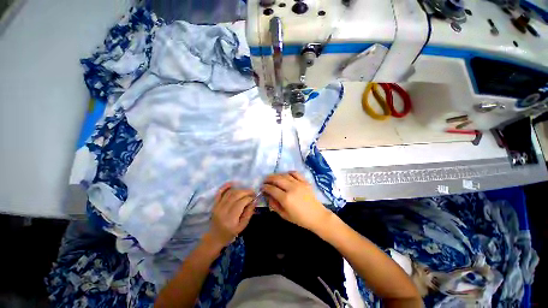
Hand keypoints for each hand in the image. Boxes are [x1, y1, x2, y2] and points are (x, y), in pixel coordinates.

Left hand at [205, 183, 255, 248]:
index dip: (249, 198)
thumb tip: (254, 201)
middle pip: (236, 195)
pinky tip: (233, 183)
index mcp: (231, 218)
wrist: (215, 237)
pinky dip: (225, 186)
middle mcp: (223, 210)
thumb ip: (249, 213)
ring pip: (230, 193)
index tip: (254, 198)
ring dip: (239, 189)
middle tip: (252, 192)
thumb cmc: (230, 233)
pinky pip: (219, 192)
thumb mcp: (242, 226)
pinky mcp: (214, 204)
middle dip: (246, 191)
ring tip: (246, 191)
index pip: (241, 202)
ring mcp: (218, 206)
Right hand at [262, 172, 331, 231]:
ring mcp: (299, 183)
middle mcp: (291, 188)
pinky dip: (289, 172)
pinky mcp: (305, 181)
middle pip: (277, 179)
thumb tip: (268, 196)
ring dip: (277, 175)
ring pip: (285, 175)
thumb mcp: (284, 215)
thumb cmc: (300, 219)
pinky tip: (286, 174)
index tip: (262, 187)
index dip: (265, 187)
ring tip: (273, 177)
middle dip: (269, 178)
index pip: (272, 189)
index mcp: (286, 198)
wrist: (317, 216)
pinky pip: (295, 173)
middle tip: (265, 180)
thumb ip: (274, 205)